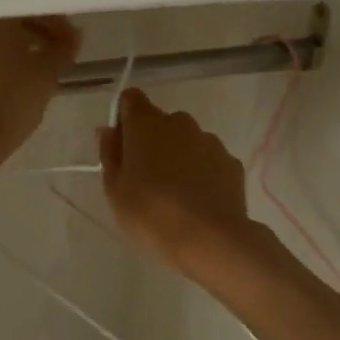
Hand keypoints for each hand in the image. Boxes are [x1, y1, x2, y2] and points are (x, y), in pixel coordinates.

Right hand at [99, 88, 259, 276]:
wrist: (210, 239)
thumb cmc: (151, 214)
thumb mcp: (115, 190)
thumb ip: (110, 154)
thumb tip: (108, 130)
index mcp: (146, 124)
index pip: (131, 99)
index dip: (124, 118)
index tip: (122, 146)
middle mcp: (179, 123)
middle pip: (160, 122)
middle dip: (151, 142)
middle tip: (145, 179)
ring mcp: (209, 141)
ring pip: (186, 141)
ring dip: (178, 157)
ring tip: (175, 195)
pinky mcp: (231, 162)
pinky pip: (209, 160)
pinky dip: (202, 172)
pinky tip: (198, 202)